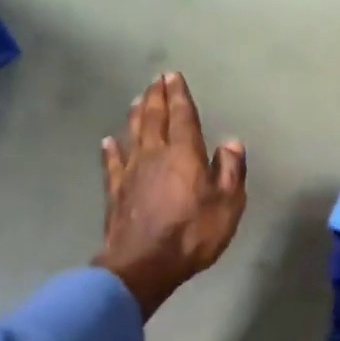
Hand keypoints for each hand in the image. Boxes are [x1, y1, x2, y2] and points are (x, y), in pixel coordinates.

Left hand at [96, 72, 247, 318]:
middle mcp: (154, 154)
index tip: (173, 76)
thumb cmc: (192, 234)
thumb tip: (231, 143)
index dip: (179, 96)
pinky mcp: (115, 191)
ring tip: (137, 99)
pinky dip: (111, 149)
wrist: (143, 264)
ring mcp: (130, 172)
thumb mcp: (228, 206)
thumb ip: (231, 172)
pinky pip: (112, 163)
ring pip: (132, 134)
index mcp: (184, 154)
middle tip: (156, 80)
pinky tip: (108, 141)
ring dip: (135, 115)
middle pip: (154, 118)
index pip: (182, 117)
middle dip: (156, 97)